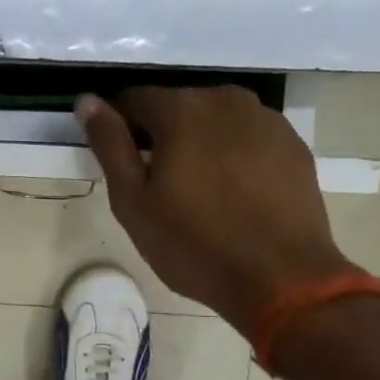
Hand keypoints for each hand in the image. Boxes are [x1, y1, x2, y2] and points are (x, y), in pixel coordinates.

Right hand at [77, 87, 355, 336]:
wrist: (282, 279)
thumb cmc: (193, 243)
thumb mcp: (132, 200)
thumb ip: (109, 143)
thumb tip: (87, 101)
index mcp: (181, 109)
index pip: (132, 100)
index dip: (118, 128)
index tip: (118, 163)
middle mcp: (225, 99)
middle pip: (175, 106)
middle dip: (159, 135)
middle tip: (155, 184)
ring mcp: (266, 119)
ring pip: (213, 121)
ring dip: (196, 143)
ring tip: (196, 190)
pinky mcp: (292, 144)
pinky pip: (246, 138)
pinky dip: (231, 154)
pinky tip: (231, 194)